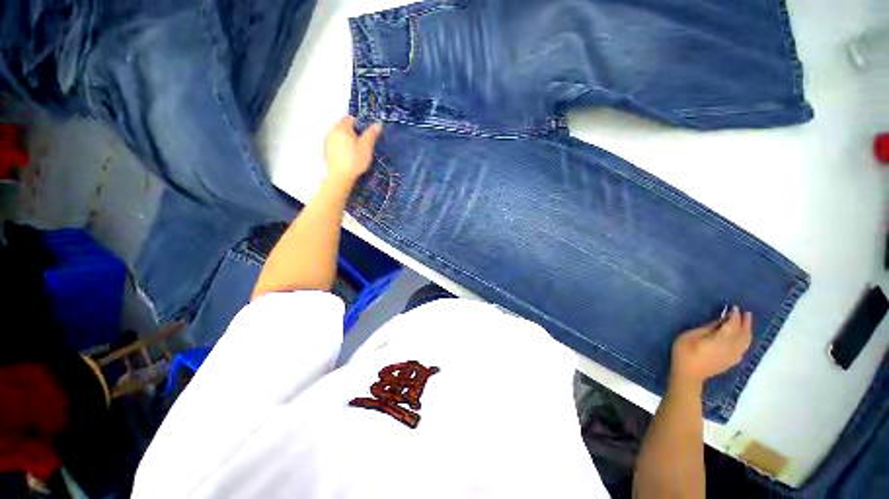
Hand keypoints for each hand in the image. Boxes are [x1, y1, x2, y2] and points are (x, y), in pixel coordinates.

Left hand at [323, 116, 381, 182]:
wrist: (339, 177)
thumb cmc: (354, 160)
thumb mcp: (366, 147)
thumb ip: (371, 134)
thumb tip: (378, 124)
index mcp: (342, 127)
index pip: (350, 118)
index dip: (359, 124)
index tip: (365, 135)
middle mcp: (332, 130)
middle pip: (343, 126)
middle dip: (352, 132)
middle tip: (361, 144)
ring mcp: (327, 140)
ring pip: (339, 135)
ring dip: (346, 140)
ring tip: (354, 151)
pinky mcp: (325, 150)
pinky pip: (335, 144)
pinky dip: (341, 147)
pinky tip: (347, 157)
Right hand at [670, 306, 752, 388]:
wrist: (688, 374)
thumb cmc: (685, 352)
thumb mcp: (690, 336)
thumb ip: (708, 328)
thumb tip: (720, 320)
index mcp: (722, 340)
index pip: (733, 325)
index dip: (735, 316)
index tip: (735, 307)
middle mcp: (732, 347)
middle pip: (743, 334)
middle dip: (746, 323)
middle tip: (747, 313)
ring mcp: (733, 356)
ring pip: (746, 342)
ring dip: (748, 331)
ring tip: (747, 323)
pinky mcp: (731, 361)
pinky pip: (743, 348)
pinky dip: (746, 340)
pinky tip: (743, 339)